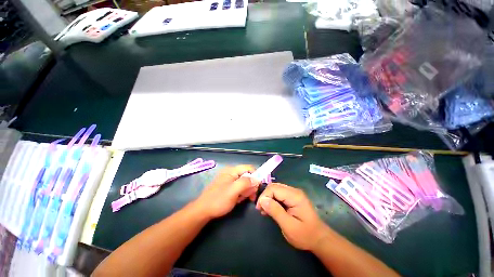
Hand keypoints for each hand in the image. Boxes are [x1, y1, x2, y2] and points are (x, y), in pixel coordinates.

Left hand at [194, 165, 259, 219]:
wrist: (203, 211)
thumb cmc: (218, 200)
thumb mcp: (233, 191)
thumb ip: (245, 183)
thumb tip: (257, 179)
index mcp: (232, 170)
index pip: (249, 168)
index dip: (256, 175)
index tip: (258, 187)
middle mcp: (231, 173)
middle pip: (247, 176)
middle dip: (250, 186)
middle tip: (250, 197)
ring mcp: (229, 180)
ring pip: (244, 183)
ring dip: (246, 191)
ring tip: (241, 199)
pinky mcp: (228, 186)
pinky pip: (239, 188)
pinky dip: (241, 194)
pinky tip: (237, 200)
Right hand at [256, 183, 330, 250]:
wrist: (319, 239)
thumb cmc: (305, 235)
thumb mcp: (289, 226)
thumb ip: (275, 211)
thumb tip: (262, 200)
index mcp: (294, 196)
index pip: (274, 188)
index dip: (264, 196)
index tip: (259, 208)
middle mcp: (294, 191)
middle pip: (274, 186)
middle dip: (265, 196)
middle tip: (261, 209)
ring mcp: (294, 193)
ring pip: (276, 189)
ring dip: (268, 198)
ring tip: (265, 210)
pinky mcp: (293, 197)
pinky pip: (279, 193)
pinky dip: (273, 199)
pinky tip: (271, 208)